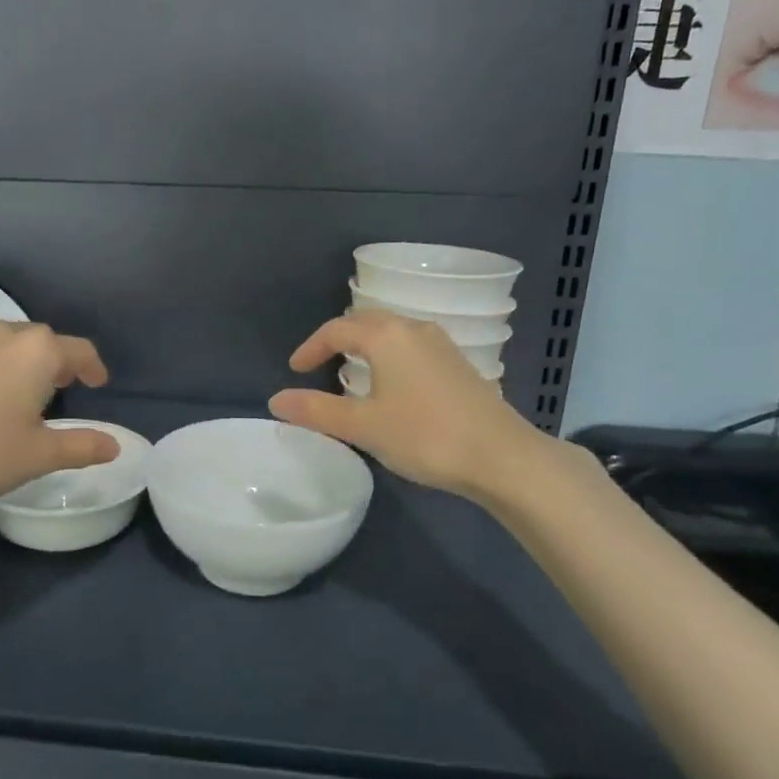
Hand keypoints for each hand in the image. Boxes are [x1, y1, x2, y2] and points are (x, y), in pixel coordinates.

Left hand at [0, 320, 118, 504]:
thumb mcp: (37, 455)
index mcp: (36, 351)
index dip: (93, 368)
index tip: (98, 384)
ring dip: (19, 364)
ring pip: (4, 344)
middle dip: (56, 364)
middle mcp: (2, 332)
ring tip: (18, 393)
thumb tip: (114, 445)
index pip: (79, 351)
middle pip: (41, 342)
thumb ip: (81, 446)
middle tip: (61, 391)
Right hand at [267, 311, 560, 506]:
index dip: (311, 347)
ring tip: (351, 371)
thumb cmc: (425, 436)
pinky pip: (411, 346)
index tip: (295, 370)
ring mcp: (441, 344)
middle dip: (338, 339)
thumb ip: (316, 411)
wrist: (502, 457)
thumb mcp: (363, 426)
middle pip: (366, 322)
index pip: (336, 329)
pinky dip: (390, 355)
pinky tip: (392, 384)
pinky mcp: (459, 364)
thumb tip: (276, 401)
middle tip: (319, 364)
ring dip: (366, 346)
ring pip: (392, 332)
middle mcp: (413, 329)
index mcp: (386, 336)